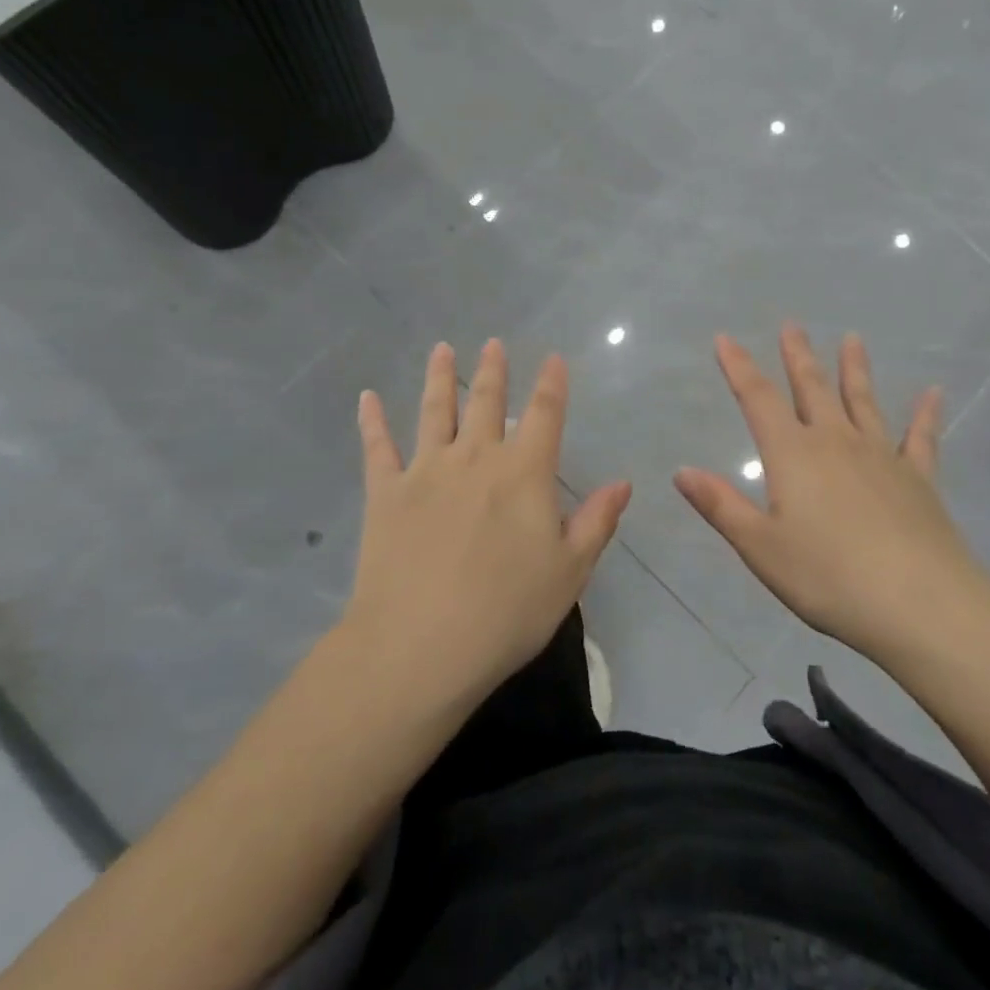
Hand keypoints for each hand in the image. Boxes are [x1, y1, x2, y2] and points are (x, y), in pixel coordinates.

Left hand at [344, 340, 630, 706]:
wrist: (420, 646)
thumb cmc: (506, 612)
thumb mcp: (569, 572)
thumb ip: (596, 521)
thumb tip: (622, 482)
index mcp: (524, 473)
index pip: (544, 415)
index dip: (551, 384)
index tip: (553, 359)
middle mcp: (475, 458)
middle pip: (485, 402)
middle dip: (493, 371)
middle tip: (493, 344)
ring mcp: (426, 471)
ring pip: (434, 411)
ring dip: (439, 377)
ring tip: (442, 349)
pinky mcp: (384, 493)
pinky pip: (377, 448)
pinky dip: (372, 421)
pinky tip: (367, 398)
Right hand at [674, 324, 976, 661]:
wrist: (919, 603)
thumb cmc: (828, 577)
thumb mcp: (761, 547)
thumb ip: (721, 506)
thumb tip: (682, 471)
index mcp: (793, 455)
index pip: (758, 400)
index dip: (739, 367)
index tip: (726, 338)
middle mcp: (836, 442)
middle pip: (812, 388)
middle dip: (798, 356)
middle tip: (792, 325)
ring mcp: (881, 456)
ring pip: (863, 401)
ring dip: (855, 369)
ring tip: (853, 339)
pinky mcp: (919, 478)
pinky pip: (920, 437)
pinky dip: (925, 414)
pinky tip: (934, 393)